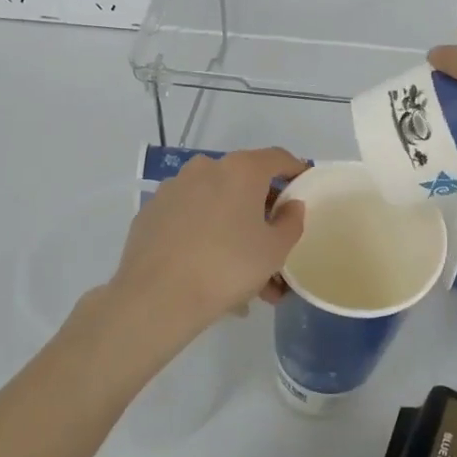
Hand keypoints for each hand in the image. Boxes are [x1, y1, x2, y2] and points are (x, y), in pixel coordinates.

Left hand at [106, 147, 307, 345]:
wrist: (155, 298)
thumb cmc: (227, 267)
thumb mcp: (275, 250)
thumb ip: (292, 222)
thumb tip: (291, 205)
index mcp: (241, 169)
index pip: (278, 158)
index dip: (295, 171)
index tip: (304, 189)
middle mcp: (206, 167)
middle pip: (245, 182)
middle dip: (262, 212)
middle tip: (274, 244)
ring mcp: (174, 188)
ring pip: (216, 203)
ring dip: (233, 228)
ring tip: (243, 274)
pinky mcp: (152, 212)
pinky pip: (189, 217)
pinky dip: (203, 234)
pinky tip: (208, 269)